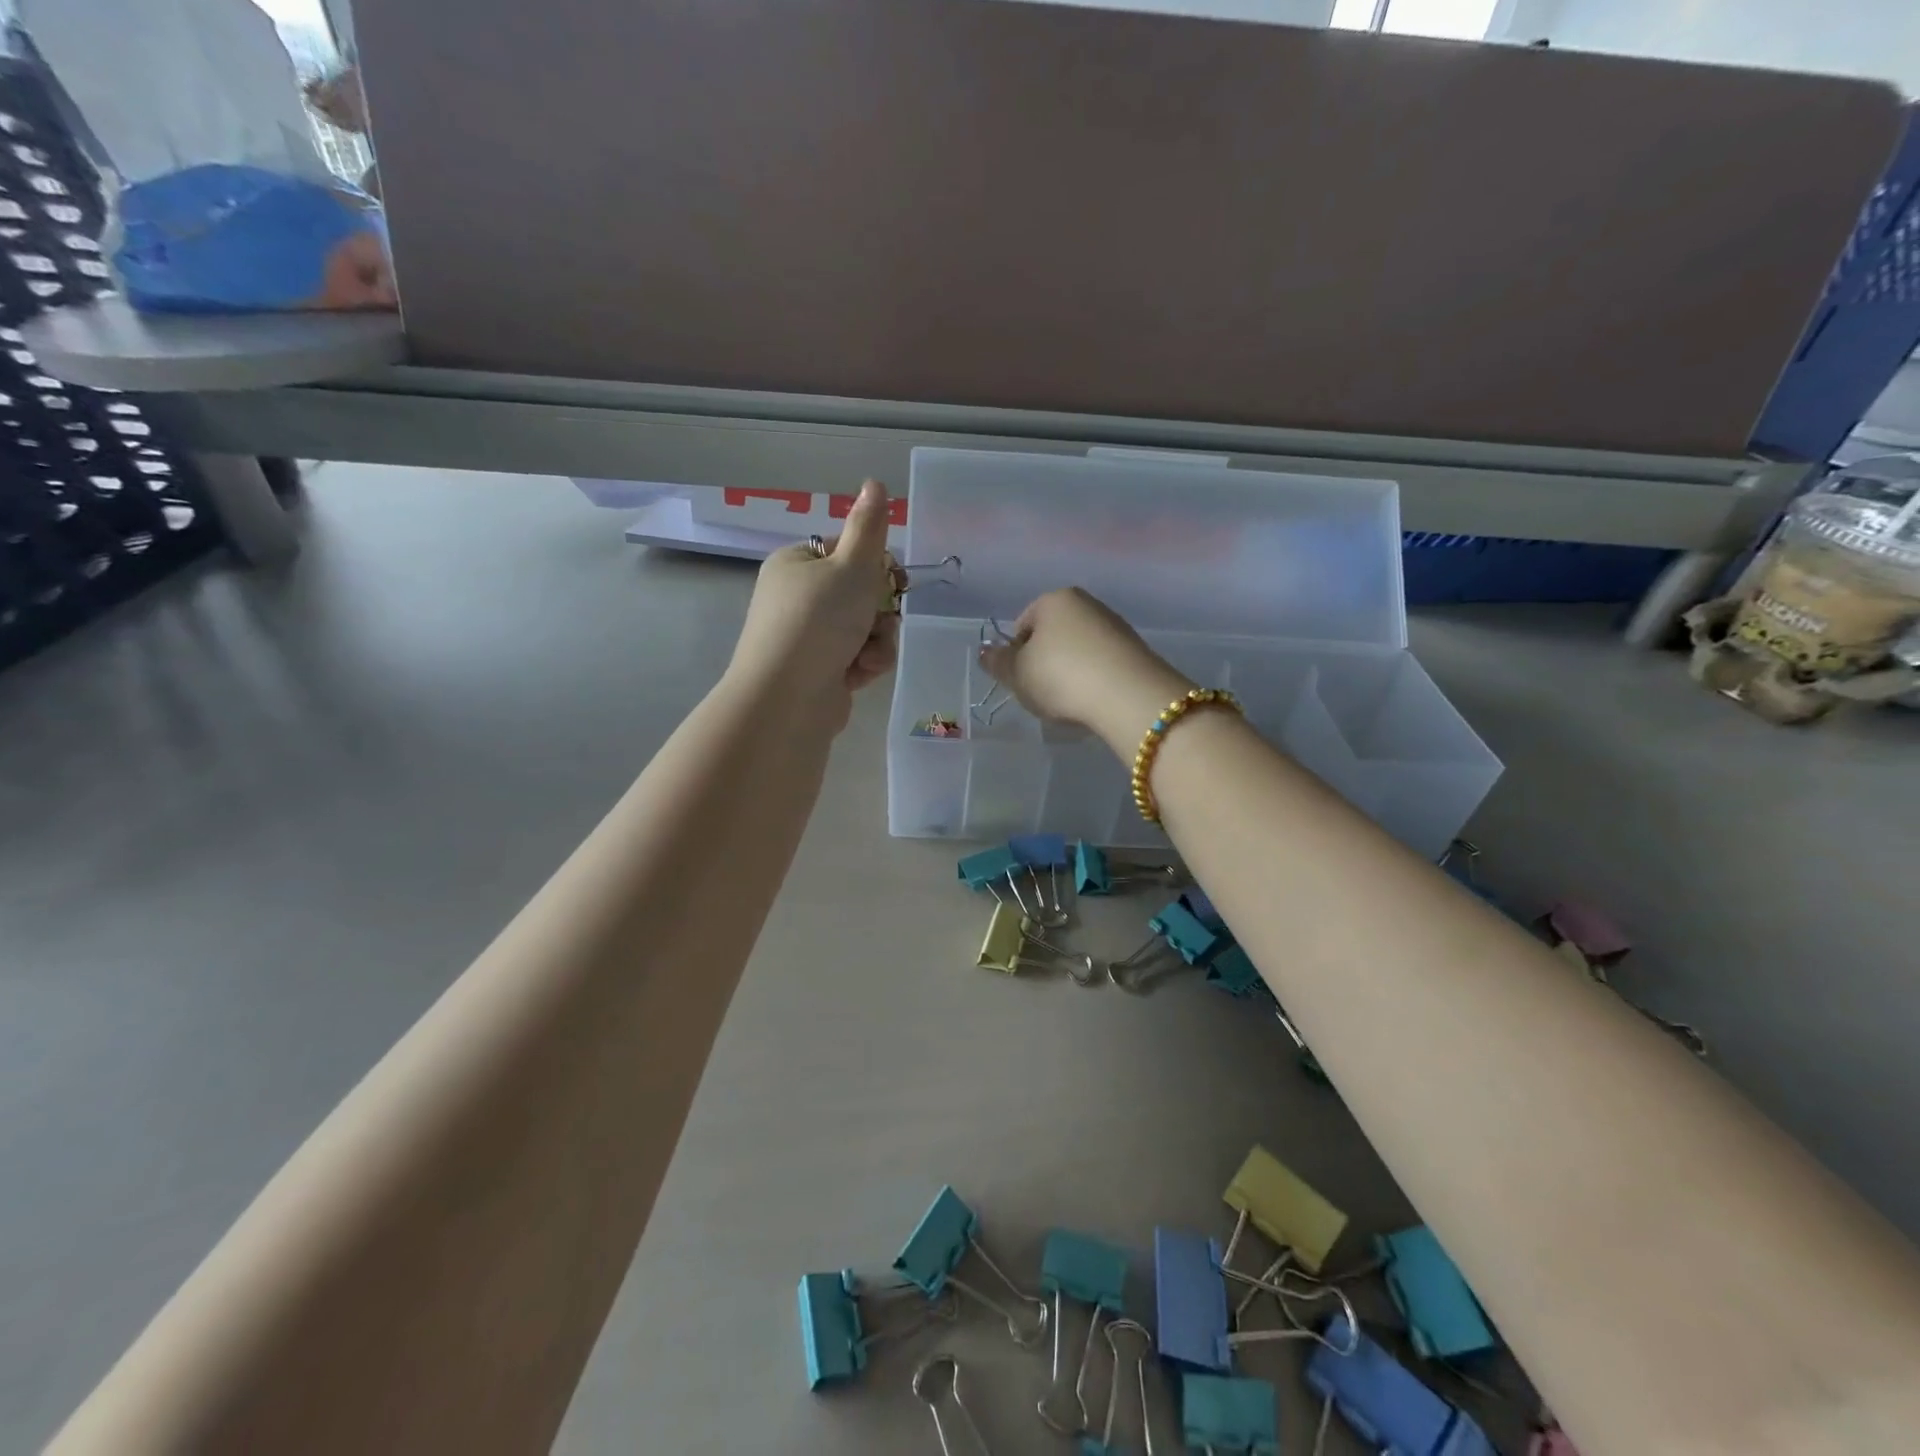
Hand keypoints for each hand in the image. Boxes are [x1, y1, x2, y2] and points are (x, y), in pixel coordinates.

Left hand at [729, 480, 900, 721]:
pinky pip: (858, 656)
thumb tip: (875, 482)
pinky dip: (865, 664)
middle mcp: (799, 596)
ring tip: (866, 656)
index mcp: (798, 563)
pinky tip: (858, 675)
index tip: (896, 580)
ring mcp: (808, 636)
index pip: (850, 552)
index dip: (878, 566)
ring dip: (877, 641)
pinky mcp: (820, 669)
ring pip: (866, 627)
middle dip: (880, 612)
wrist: (787, 698)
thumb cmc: (818, 622)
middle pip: (863, 592)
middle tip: (878, 620)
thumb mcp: (851, 567)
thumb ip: (869, 528)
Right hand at [978, 588, 1192, 750]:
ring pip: (1079, 650)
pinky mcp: (1136, 650)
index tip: (1020, 681)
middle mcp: (1087, 603)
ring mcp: (1115, 625)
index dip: (1015, 655)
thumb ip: (997, 662)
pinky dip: (1093, 680)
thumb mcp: (1017, 674)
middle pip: (1053, 635)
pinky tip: (1092, 701)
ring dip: (1070, 672)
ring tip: (1069, 701)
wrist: (1127, 695)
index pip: (1022, 624)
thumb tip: (985, 651)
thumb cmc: (1060, 677)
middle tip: (1041, 693)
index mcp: (1054, 599)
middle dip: (1044, 662)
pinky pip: (1102, 664)